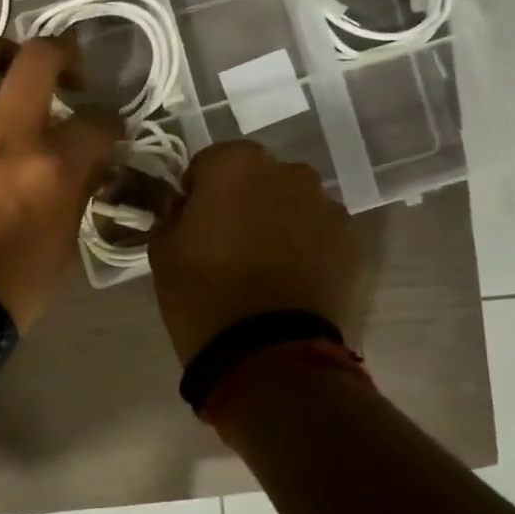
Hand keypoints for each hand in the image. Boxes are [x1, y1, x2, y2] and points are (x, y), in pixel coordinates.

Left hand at [0, 36, 120, 331]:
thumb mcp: (66, 240)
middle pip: (39, 57)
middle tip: (64, 70)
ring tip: (4, 69)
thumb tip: (87, 159)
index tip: (107, 130)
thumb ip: (78, 189)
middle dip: (62, 52)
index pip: (98, 122)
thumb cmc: (12, 280)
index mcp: (52, 166)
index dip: (110, 123)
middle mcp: (7, 132)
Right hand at [147, 141, 364, 364]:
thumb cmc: (202, 292)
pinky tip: (290, 279)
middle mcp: (288, 174)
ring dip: (278, 220)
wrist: (266, 352)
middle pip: (259, 177)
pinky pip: (320, 233)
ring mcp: (326, 207)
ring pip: (293, 203)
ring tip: (264, 263)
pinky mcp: (352, 243)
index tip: (193, 220)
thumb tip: (187, 209)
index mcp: (236, 165)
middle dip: (244, 199)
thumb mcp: (163, 249)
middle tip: (228, 240)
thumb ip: (174, 215)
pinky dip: (307, 246)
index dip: (199, 189)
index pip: (210, 161)